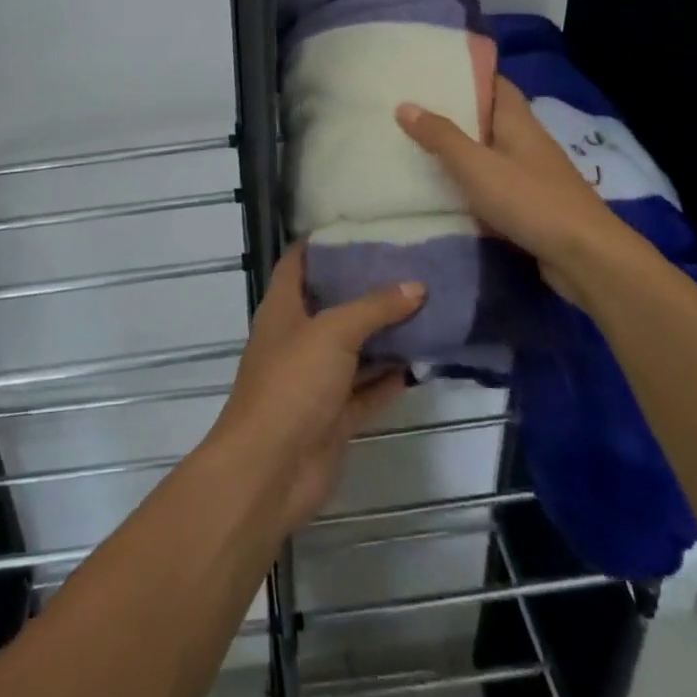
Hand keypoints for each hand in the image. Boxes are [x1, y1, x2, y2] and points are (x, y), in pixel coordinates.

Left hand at [206, 249, 425, 531]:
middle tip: (407, 265)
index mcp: (283, 308)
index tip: (358, 227)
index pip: (298, 262)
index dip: (322, 243)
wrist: (271, 470)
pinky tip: (422, 362)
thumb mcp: (332, 333)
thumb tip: (416, 286)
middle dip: (365, 288)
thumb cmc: (292, 384)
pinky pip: (367, 390)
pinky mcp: (334, 416)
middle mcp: (298, 338)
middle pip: (332, 304)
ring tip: (426, 307)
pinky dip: (390, 379)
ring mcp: (315, 380)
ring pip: (355, 349)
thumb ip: (374, 308)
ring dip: (384, 335)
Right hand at [395, 76, 635, 303]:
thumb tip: (404, 105)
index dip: (466, 74)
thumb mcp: (476, 165)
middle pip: (487, 117)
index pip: (494, 83)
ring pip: (489, 152)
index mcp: (518, 121)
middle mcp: (527, 141)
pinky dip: (470, 183)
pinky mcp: (531, 204)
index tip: (430, 72)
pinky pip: (494, 184)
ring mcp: (532, 174)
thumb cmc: (530, 200)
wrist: (586, 257)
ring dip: (460, 150)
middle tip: (410, 110)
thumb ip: (441, 136)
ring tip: (416, 146)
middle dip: (453, 113)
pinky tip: (443, 191)